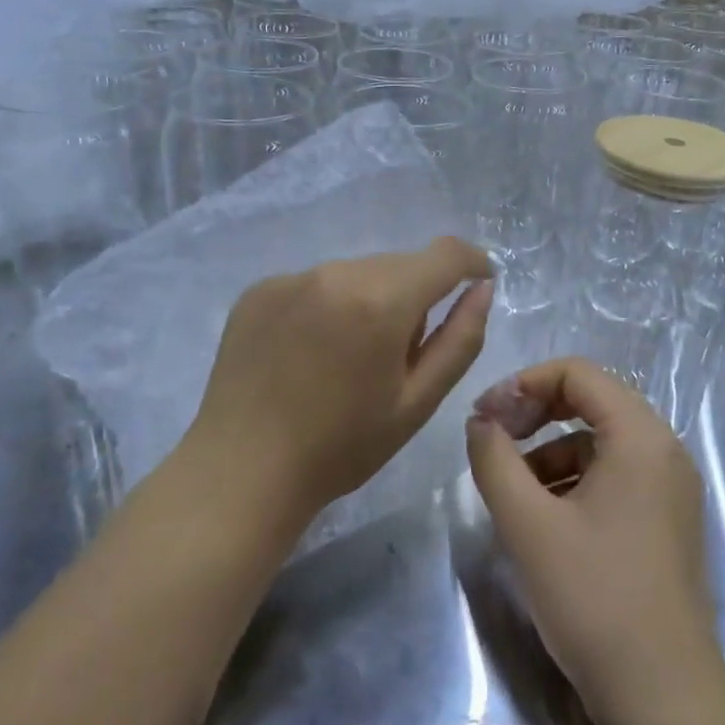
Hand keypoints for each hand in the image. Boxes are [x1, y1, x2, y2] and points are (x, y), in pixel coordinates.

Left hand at [179, 237, 493, 532]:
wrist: (242, 470)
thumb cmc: (341, 447)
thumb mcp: (417, 402)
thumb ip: (460, 339)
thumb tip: (482, 289)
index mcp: (381, 301)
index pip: (444, 254)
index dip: (471, 262)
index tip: (478, 282)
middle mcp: (336, 272)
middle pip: (398, 265)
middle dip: (414, 295)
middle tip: (399, 353)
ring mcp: (291, 278)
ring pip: (355, 273)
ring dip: (369, 300)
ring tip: (347, 359)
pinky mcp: (258, 290)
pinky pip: (314, 284)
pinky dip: (327, 306)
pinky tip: (308, 354)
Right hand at [465, 358, 724, 724]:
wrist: (663, 698)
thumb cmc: (594, 599)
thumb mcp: (528, 523)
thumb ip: (495, 459)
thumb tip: (481, 421)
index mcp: (640, 437)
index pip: (578, 373)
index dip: (524, 383)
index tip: (485, 416)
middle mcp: (664, 451)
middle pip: (592, 402)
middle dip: (536, 413)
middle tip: (493, 440)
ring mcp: (671, 489)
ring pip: (600, 443)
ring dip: (550, 450)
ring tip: (511, 489)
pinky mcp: (666, 522)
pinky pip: (614, 477)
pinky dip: (573, 481)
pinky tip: (543, 517)